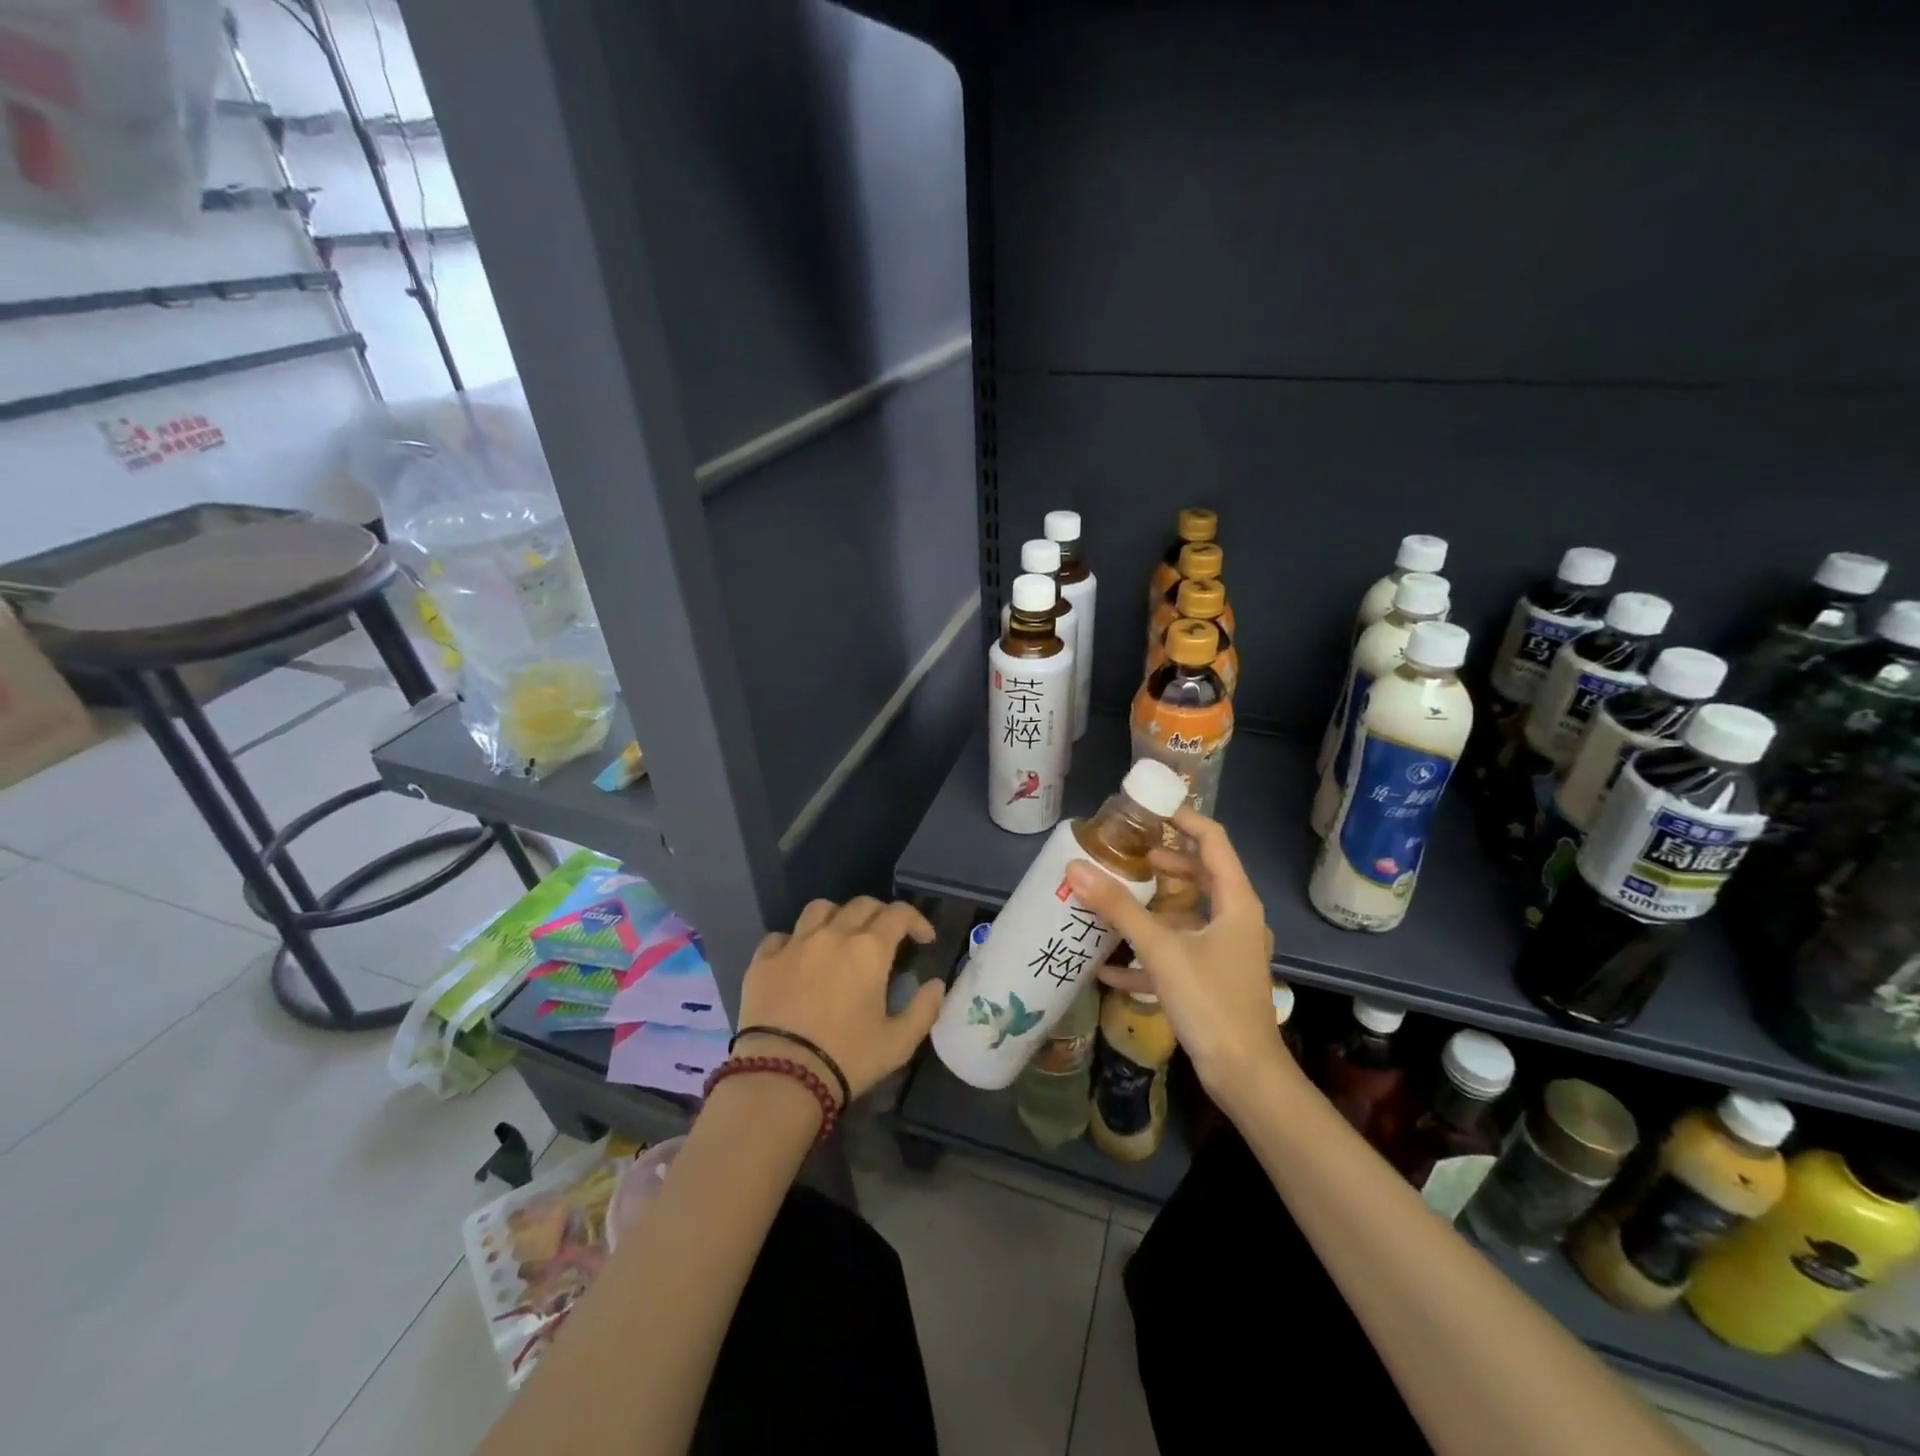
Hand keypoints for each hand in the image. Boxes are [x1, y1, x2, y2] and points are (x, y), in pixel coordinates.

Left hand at [733, 896, 943, 1103]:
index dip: (916, 920)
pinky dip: (795, 940)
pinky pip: (781, 936)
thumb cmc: (846, 1059)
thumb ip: (924, 1010)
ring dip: (837, 916)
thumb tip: (936, 985)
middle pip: (861, 904)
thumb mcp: (898, 1043)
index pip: (899, 914)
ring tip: (841, 937)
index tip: (924, 939)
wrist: (780, 1077)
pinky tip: (798, 958)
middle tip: (887, 938)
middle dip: (881, 915)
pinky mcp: (763, 961)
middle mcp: (833, 935)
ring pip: (820, 909)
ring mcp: (794, 944)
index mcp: (869, 949)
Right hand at [1065, 808, 1285, 1102]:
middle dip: (1165, 861)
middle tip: (1127, 852)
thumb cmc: (1211, 1002)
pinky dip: (1148, 953)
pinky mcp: (1212, 980)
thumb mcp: (1161, 950)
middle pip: (1201, 875)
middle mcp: (1235, 920)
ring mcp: (1225, 951)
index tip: (1148, 809)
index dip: (1184, 818)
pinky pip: (1178, 954)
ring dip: (1153, 907)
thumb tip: (1076, 867)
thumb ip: (1119, 908)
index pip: (1213, 841)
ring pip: (1187, 915)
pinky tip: (1107, 967)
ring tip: (1114, 898)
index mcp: (1235, 902)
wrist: (1245, 1076)